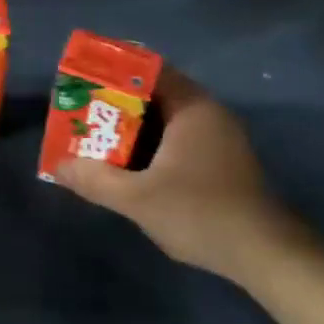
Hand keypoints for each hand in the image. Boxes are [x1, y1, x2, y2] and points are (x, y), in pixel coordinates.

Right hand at [55, 69, 315, 288]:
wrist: (266, 255)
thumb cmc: (200, 213)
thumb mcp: (137, 198)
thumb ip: (94, 179)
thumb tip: (57, 166)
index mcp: (192, 107)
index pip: (149, 69)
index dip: (114, 70)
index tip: (84, 79)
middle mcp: (209, 113)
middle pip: (155, 93)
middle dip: (117, 102)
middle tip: (83, 111)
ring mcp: (220, 138)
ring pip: (167, 119)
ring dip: (134, 126)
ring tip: (98, 137)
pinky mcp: (223, 161)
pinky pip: (179, 138)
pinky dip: (153, 144)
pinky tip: (131, 164)